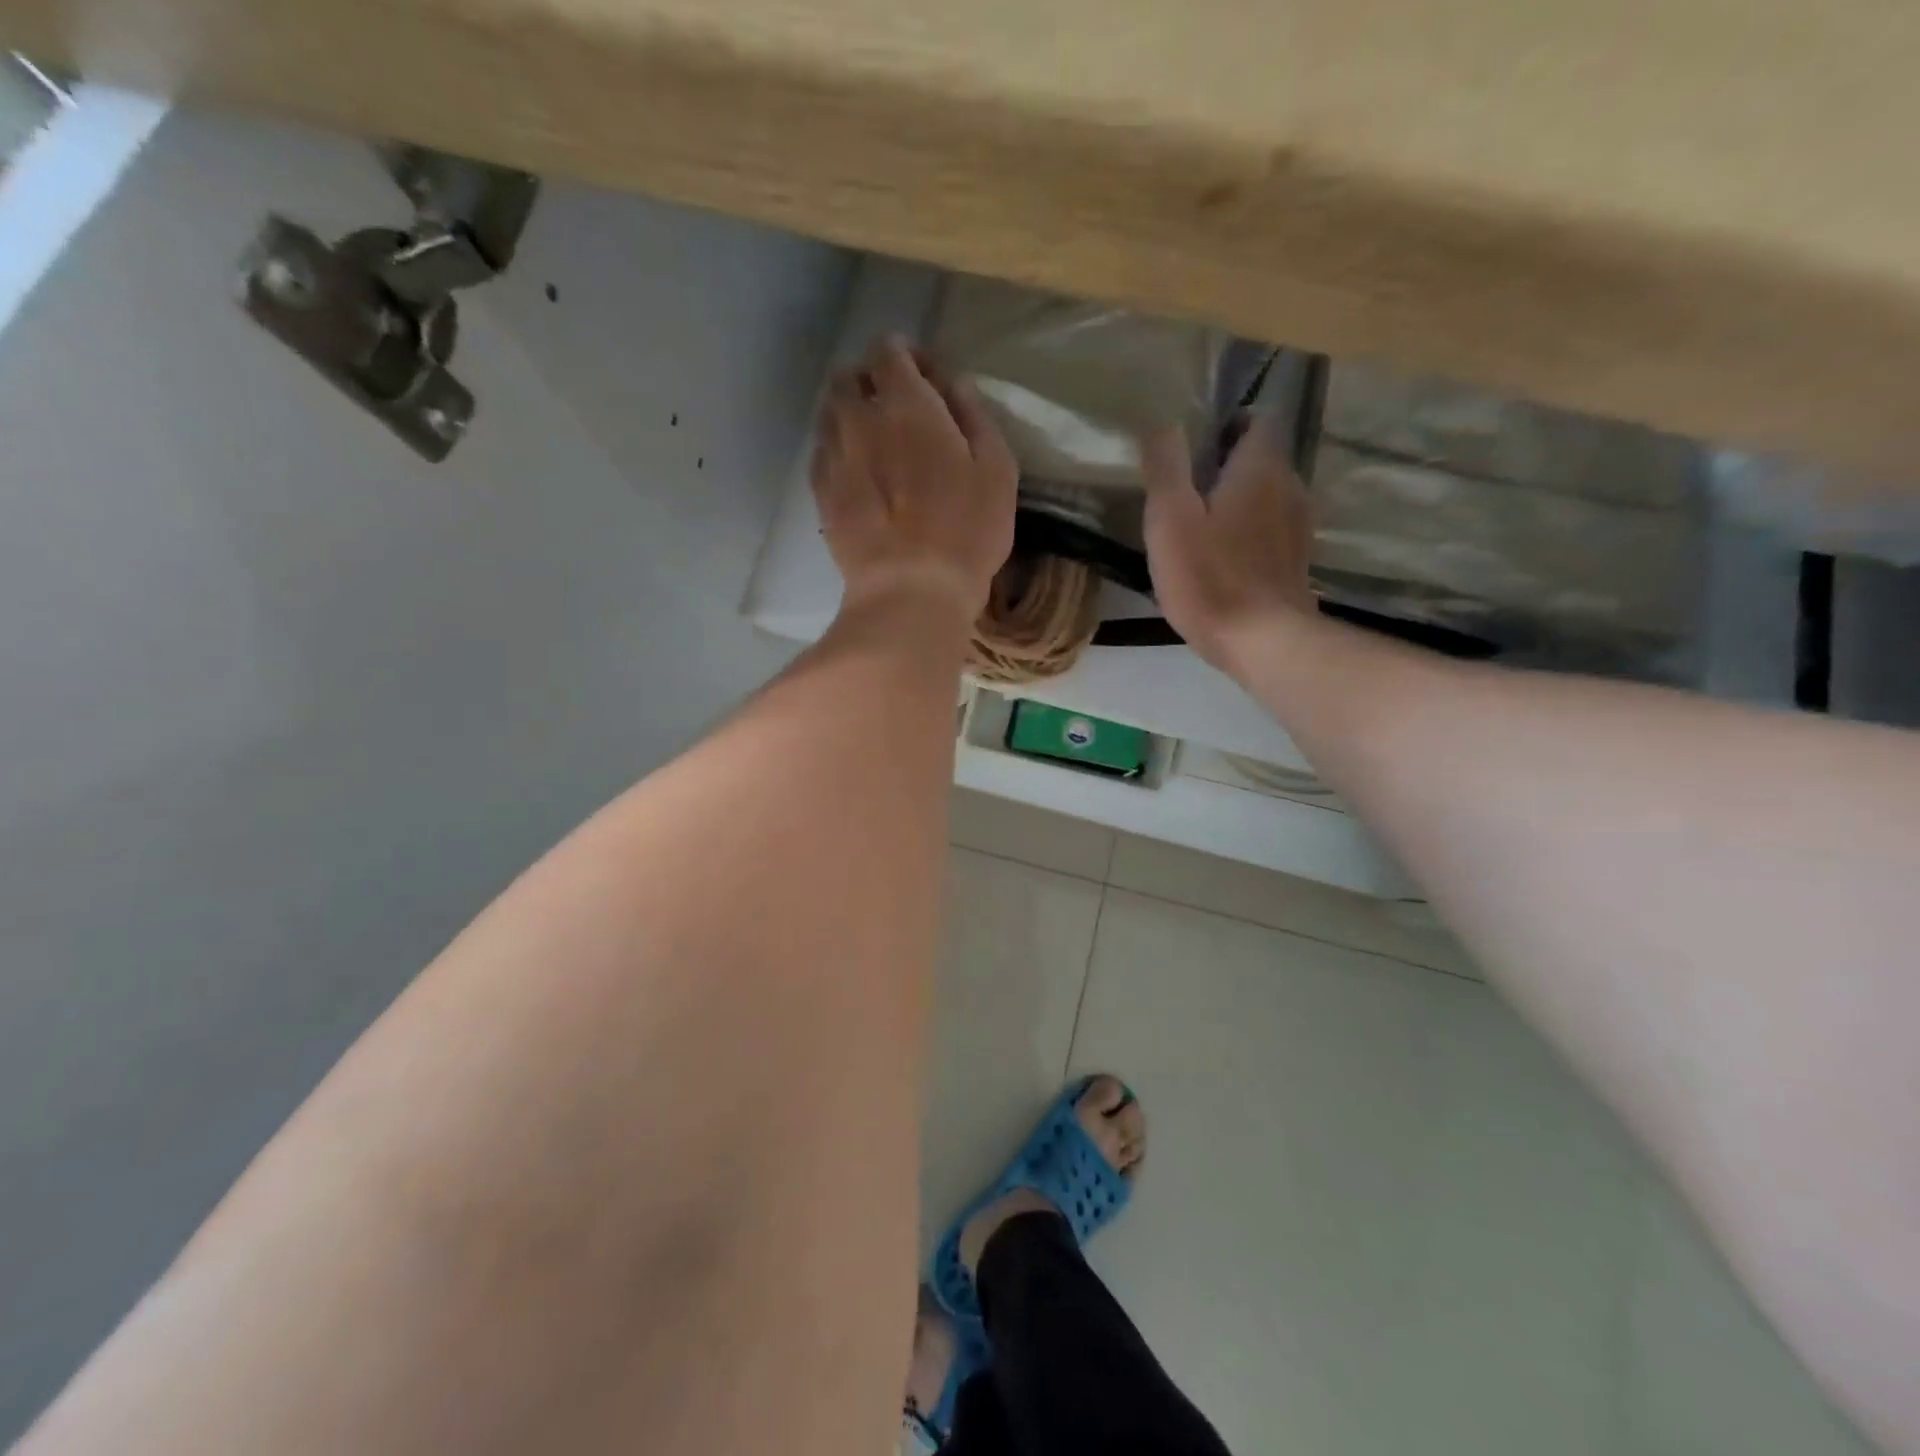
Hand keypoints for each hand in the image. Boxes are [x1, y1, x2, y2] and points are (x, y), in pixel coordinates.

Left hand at [812, 337, 1017, 623]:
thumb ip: (973, 415)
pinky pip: (823, 453)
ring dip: (850, 415)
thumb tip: (952, 384)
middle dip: (871, 381)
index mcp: (906, 404)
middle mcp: (859, 420)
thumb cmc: (966, 530)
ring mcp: (834, 457)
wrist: (910, 591)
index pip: (889, 350)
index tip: (927, 379)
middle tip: (897, 409)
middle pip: (849, 377)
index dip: (907, 355)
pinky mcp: (821, 495)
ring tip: (875, 442)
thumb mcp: (996, 467)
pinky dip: (838, 450)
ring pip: (830, 414)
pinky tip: (859, 474)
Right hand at [1140, 416, 1316, 675]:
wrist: (1263, 641)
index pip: (1258, 420)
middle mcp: (1290, 487)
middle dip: (1229, 464)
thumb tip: (1164, 422)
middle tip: (1188, 487)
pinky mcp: (1297, 561)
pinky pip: (1272, 530)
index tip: (1196, 446)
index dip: (1229, 424)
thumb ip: (1167, 466)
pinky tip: (1224, 557)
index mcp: (1261, 468)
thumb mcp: (1171, 518)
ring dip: (1240, 500)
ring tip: (1202, 524)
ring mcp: (1299, 527)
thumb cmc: (1209, 577)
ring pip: (1268, 496)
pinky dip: (1251, 531)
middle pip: (1263, 459)